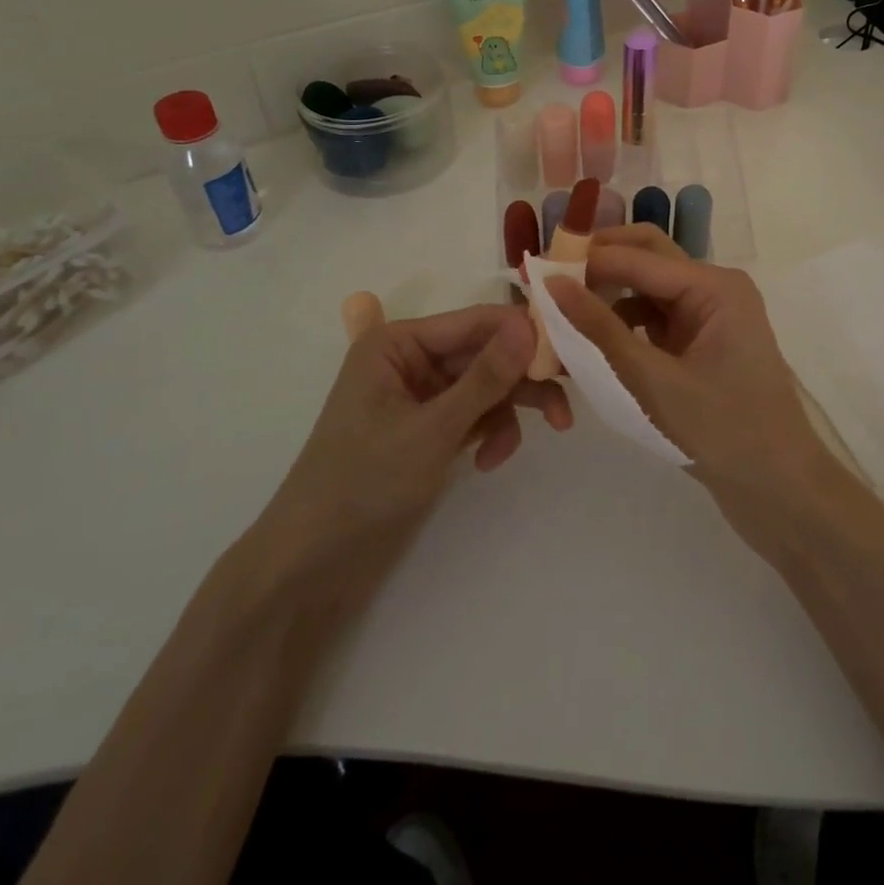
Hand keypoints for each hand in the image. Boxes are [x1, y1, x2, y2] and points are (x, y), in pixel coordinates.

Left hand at [257, 305, 569, 573]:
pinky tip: (488, 461)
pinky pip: (475, 414)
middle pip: (486, 354)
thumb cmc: (364, 484)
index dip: (523, 334)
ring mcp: (422, 395)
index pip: (476, 321)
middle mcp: (411, 359)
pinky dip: (490, 432)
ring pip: (486, 386)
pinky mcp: (430, 426)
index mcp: (399, 342)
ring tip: (528, 442)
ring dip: (509, 412)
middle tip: (563, 408)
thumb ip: (486, 378)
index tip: (569, 354)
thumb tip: (530, 325)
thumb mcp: (433, 429)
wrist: (314, 563)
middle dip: (522, 381)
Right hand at [544, 226, 835, 500]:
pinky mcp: (699, 344)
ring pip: (646, 288)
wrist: (780, 491)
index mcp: (714, 286)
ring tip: (558, 312)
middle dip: (597, 264)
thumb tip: (552, 284)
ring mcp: (708, 316)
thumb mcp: (654, 381)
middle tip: (546, 280)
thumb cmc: (725, 432)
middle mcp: (713, 289)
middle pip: (646, 257)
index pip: (638, 256)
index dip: (585, 258)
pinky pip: (653, 319)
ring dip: (606, 294)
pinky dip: (621, 324)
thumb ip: (601, 331)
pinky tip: (589, 341)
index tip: (533, 268)